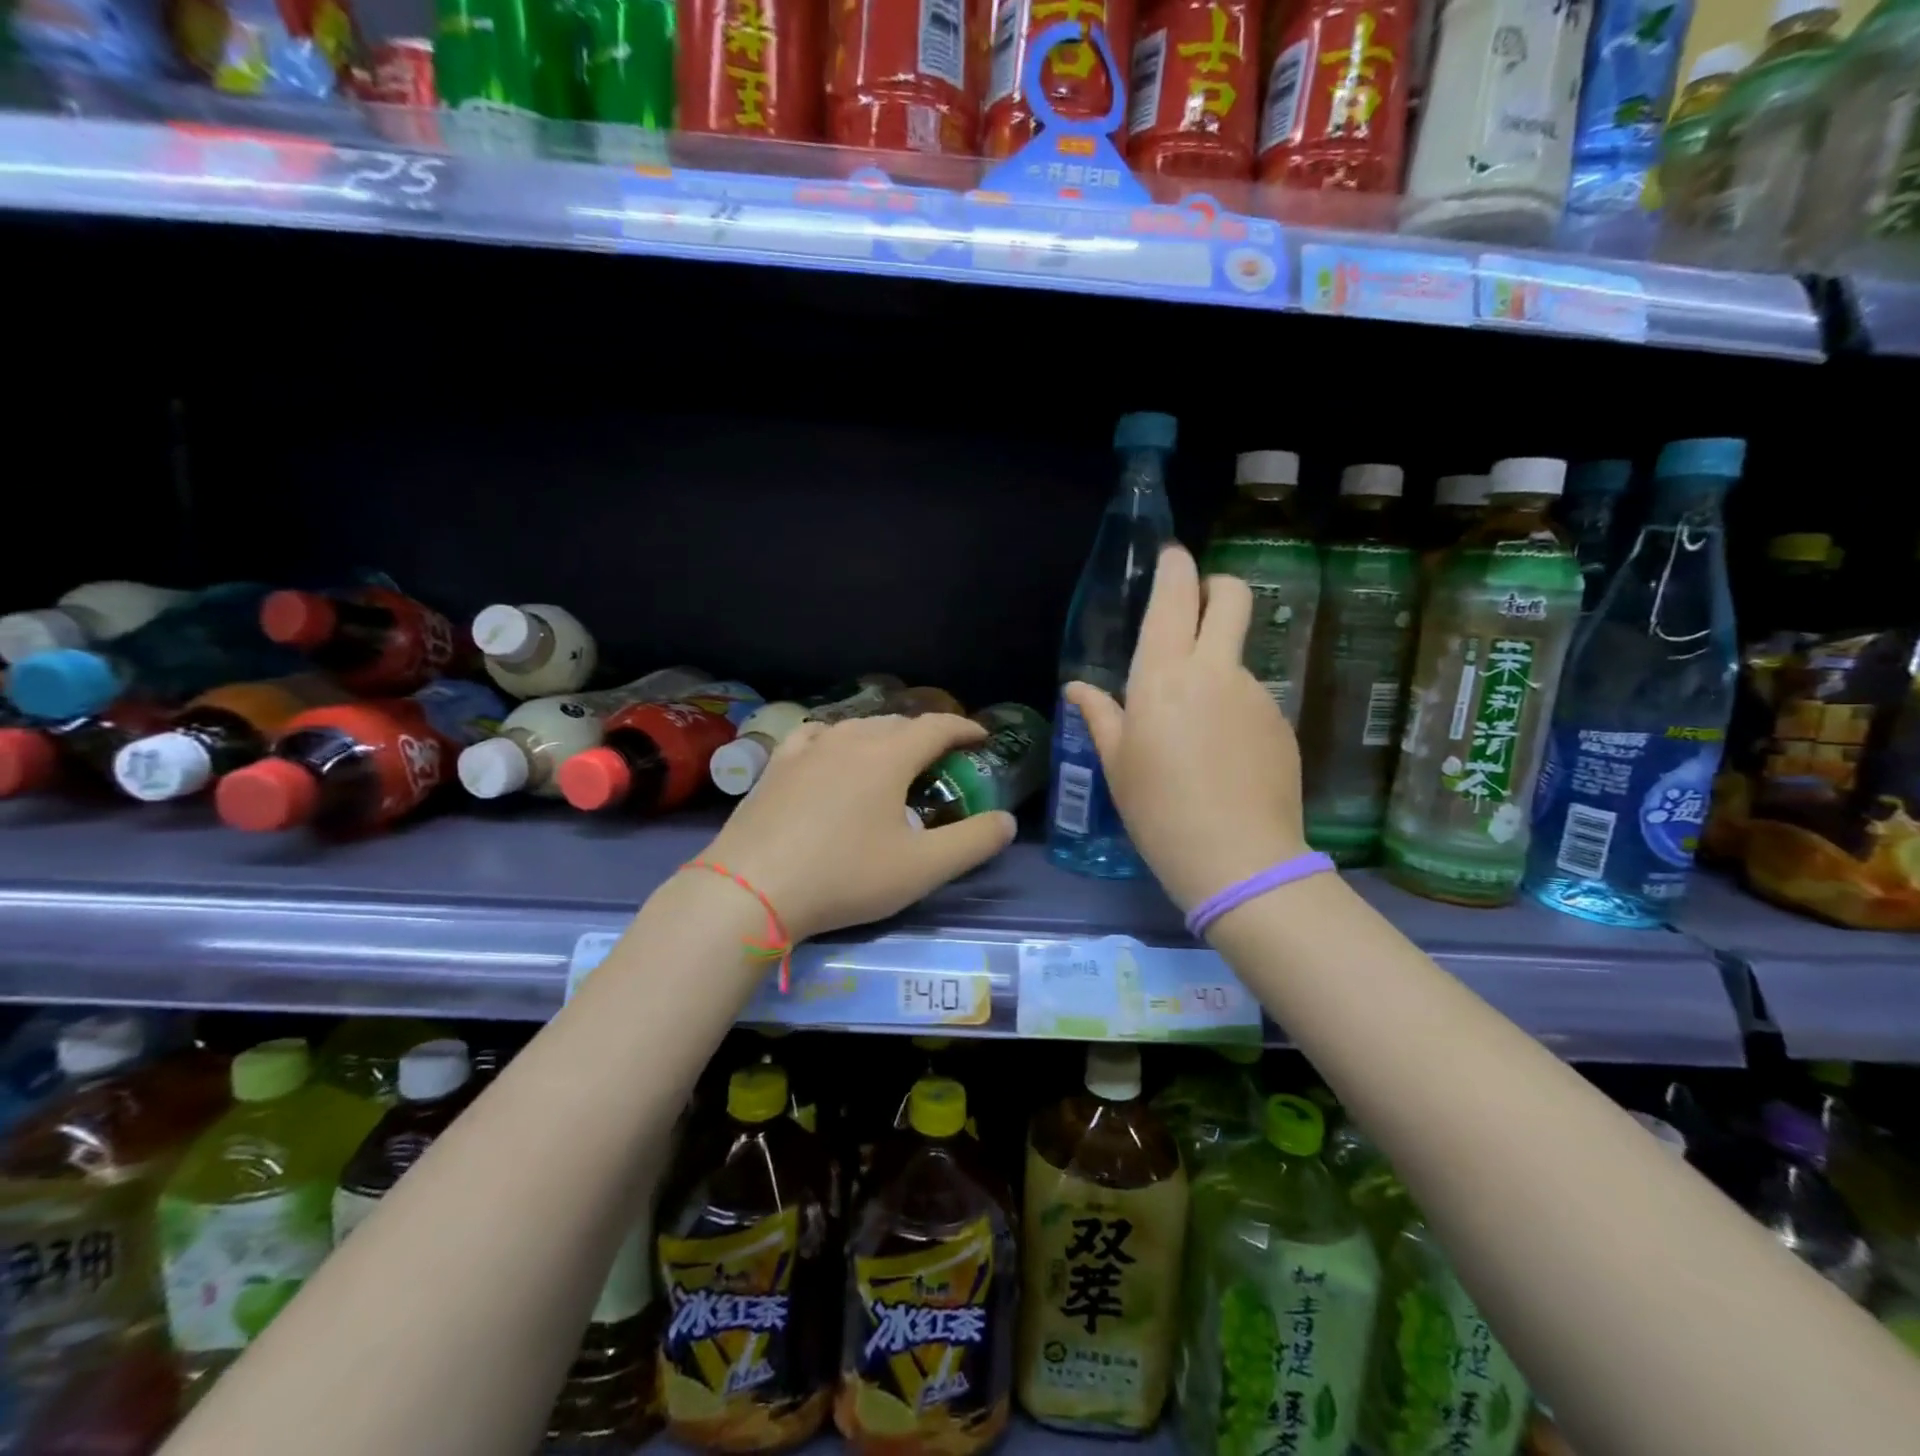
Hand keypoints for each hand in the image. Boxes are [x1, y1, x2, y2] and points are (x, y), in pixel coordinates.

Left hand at [696, 714, 1016, 941]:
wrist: (750, 889)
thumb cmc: (844, 876)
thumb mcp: (921, 868)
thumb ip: (972, 843)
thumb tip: (1007, 821)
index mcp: (888, 756)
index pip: (936, 727)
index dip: (963, 729)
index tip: (980, 738)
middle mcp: (848, 739)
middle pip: (897, 723)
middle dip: (925, 734)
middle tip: (940, 758)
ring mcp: (806, 749)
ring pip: (856, 727)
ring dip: (883, 735)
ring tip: (892, 757)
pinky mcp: (775, 766)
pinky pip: (815, 737)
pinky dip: (836, 739)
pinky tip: (830, 753)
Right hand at [1066, 545, 1307, 910]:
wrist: (1238, 858)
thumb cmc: (1158, 809)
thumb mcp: (1117, 763)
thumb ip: (1100, 715)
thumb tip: (1077, 688)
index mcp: (1164, 674)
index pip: (1175, 596)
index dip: (1175, 567)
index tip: (1171, 557)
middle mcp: (1215, 670)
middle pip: (1232, 596)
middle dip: (1216, 585)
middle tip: (1198, 606)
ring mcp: (1256, 693)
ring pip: (1238, 655)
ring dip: (1217, 667)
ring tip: (1196, 729)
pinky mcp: (1281, 721)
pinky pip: (1252, 698)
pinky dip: (1234, 709)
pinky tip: (1222, 756)